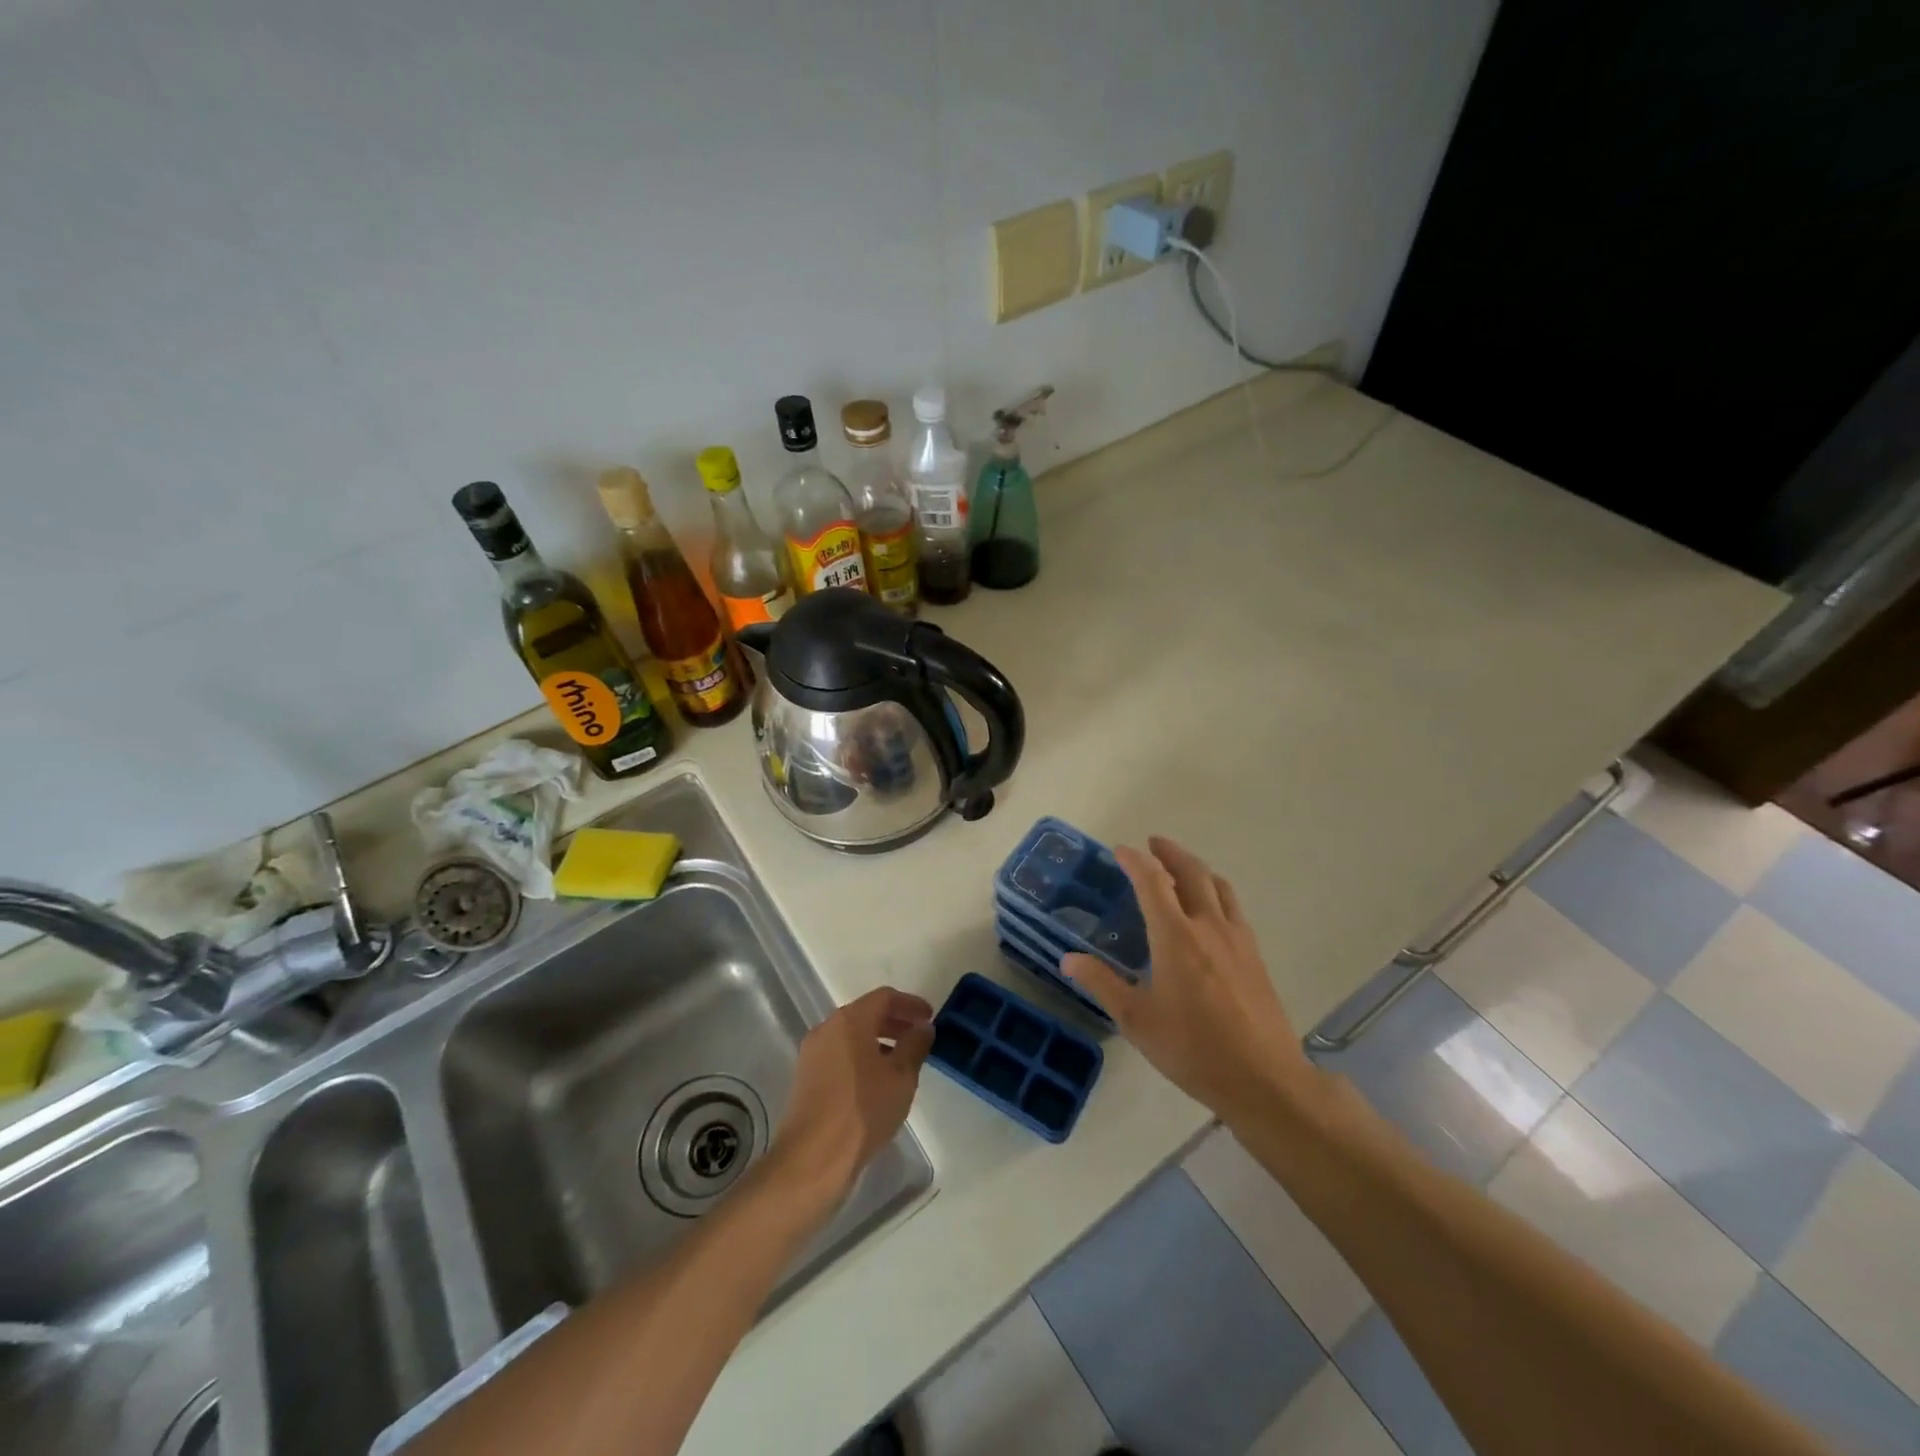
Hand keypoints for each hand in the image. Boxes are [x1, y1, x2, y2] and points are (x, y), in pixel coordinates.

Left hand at [775, 987, 933, 1198]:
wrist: (812, 1159)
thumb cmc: (863, 1110)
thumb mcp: (901, 1077)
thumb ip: (914, 1045)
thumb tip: (922, 1027)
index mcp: (849, 1020)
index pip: (885, 997)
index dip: (910, 1004)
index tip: (930, 1018)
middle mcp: (827, 1028)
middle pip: (866, 1013)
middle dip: (895, 1022)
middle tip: (919, 1038)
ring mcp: (812, 1053)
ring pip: (852, 1036)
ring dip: (879, 1041)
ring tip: (903, 1063)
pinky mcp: (806, 1078)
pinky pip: (840, 1055)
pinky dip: (862, 1058)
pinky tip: (878, 1082)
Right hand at [1063, 836, 1309, 1121]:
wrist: (1264, 1078)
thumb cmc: (1193, 1049)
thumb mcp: (1137, 1020)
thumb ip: (1102, 984)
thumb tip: (1068, 960)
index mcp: (1176, 936)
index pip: (1152, 882)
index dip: (1135, 861)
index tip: (1120, 850)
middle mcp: (1208, 926)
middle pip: (1192, 872)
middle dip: (1170, 852)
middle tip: (1153, 843)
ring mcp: (1238, 939)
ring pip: (1218, 886)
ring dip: (1197, 868)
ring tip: (1182, 868)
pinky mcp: (1255, 955)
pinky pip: (1234, 907)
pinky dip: (1216, 891)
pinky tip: (1211, 910)